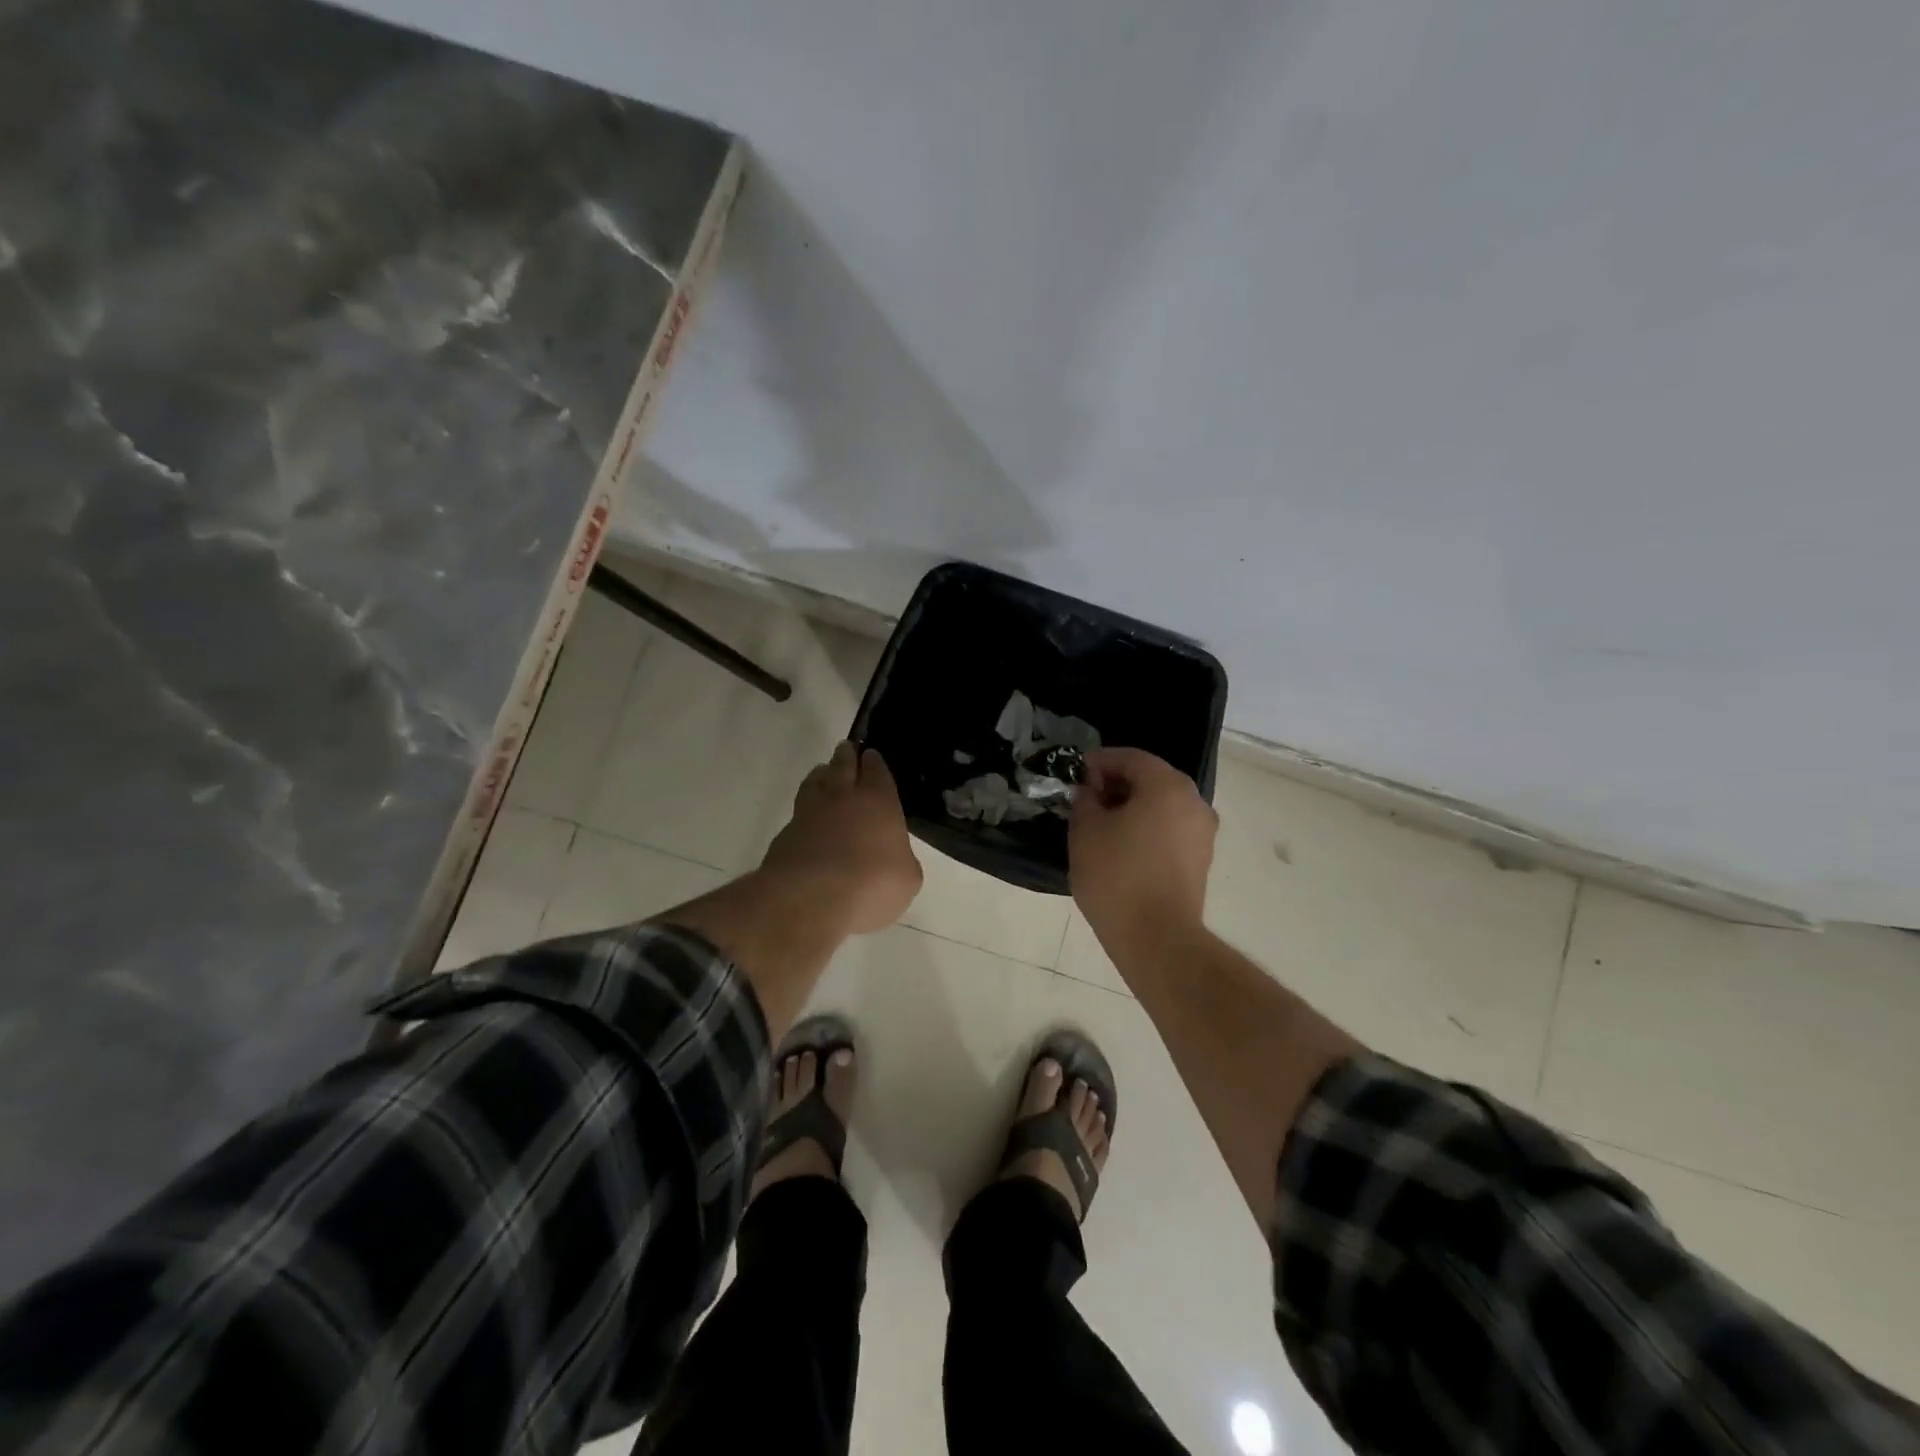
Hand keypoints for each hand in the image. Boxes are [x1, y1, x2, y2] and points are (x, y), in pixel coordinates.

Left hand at [760, 741, 922, 934]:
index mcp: (878, 800)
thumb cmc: (872, 884)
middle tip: (846, 749)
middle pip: (842, 766)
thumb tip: (893, 857)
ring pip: (815, 782)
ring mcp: (809, 814)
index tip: (871, 755)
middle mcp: (842, 798)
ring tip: (823, 773)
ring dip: (821, 775)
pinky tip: (808, 820)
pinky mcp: (785, 835)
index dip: (874, 762)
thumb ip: (901, 859)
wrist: (810, 899)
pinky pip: (798, 813)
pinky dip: (805, 811)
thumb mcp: (907, 878)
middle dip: (846, 756)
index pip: (877, 770)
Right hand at [1069, 747, 1217, 946]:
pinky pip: (1170, 829)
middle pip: (1151, 779)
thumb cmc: (1117, 876)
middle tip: (1085, 799)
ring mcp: (1202, 832)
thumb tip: (1090, 792)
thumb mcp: (1085, 831)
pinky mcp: (1201, 859)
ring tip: (1100, 825)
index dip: (1099, 762)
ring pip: (1162, 805)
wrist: (1157, 938)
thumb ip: (1086, 800)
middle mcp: (1193, 801)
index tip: (1075, 774)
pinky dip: (1146, 828)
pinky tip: (1121, 846)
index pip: (1130, 758)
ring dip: (1132, 807)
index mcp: (1167, 786)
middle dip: (1116, 784)